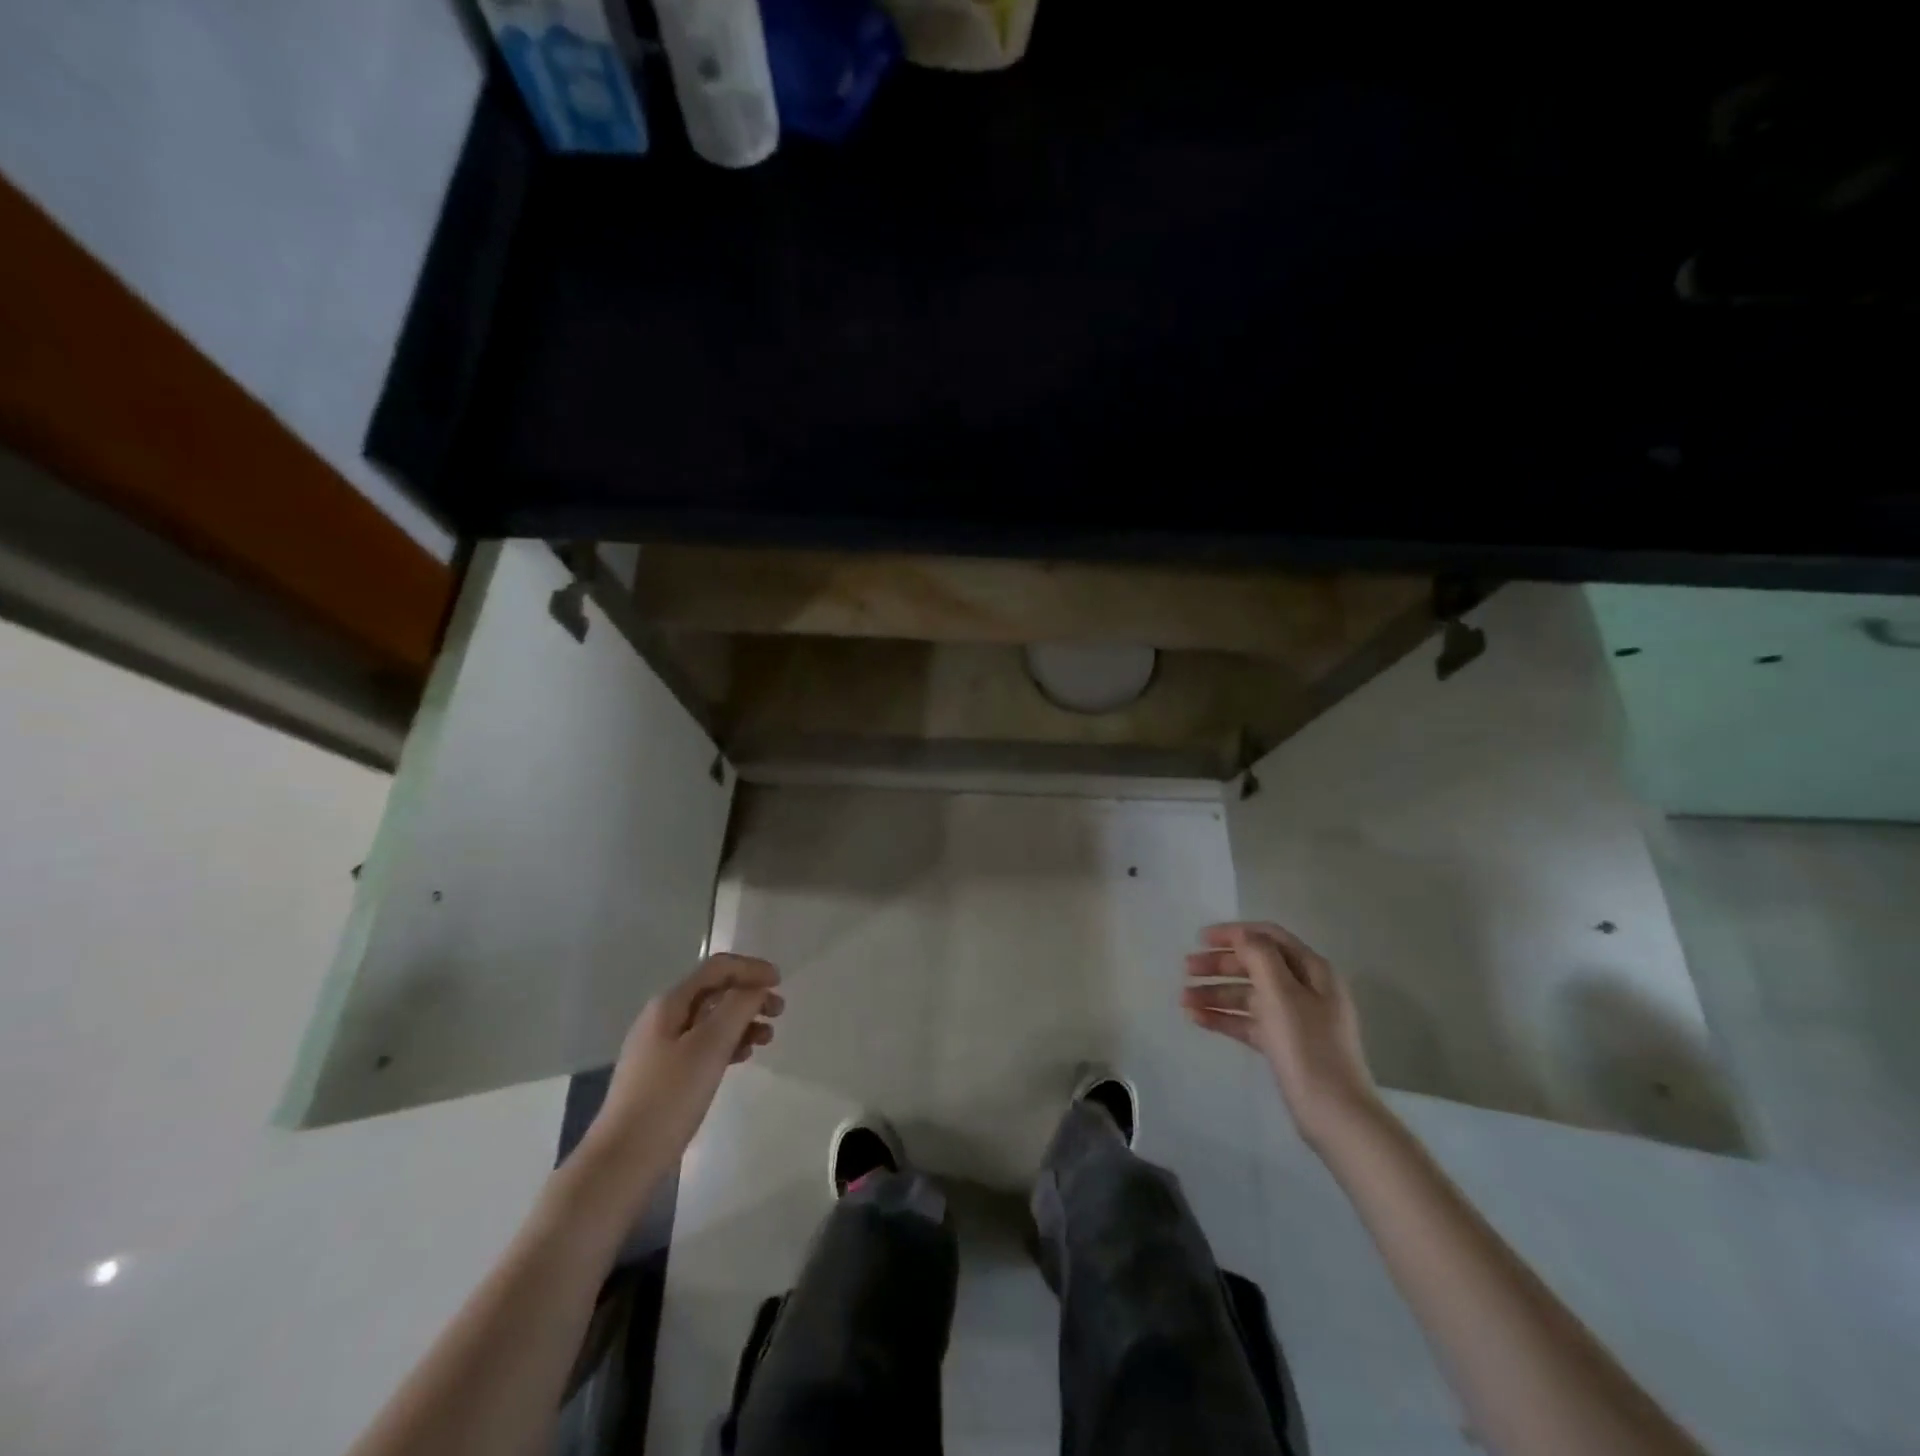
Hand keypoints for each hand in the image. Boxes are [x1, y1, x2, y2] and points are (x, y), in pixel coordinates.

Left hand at [586, 953, 783, 1171]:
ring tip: (766, 1039)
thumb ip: (737, 1009)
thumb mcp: (709, 1048)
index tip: (781, 982)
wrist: (621, 1162)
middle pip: (714, 992)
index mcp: (669, 1004)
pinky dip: (727, 1044)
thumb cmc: (668, 1098)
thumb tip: (756, 988)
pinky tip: (742, 1058)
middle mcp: (662, 1018)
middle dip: (749, 996)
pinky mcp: (662, 1075)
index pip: (717, 968)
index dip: (751, 968)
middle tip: (779, 1013)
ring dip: (741, 1021)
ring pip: (710, 1020)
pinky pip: (702, 1045)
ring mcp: (660, 1047)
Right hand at [1183, 921, 1379, 1148]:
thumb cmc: (1307, 1046)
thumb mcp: (1282, 993)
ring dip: (1216, 993)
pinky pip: (1248, 1022)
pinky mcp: (1283, 1044)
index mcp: (1312, 970)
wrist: (1334, 1113)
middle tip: (1186, 969)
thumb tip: (1241, 935)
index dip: (1234, 934)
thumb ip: (1259, 956)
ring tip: (1183, 1000)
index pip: (1268, 938)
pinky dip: (1224, 1017)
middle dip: (1219, 965)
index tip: (1200, 938)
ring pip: (1248, 995)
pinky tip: (1197, 1019)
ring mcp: (1294, 1018)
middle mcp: (1305, 989)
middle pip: (1255, 965)